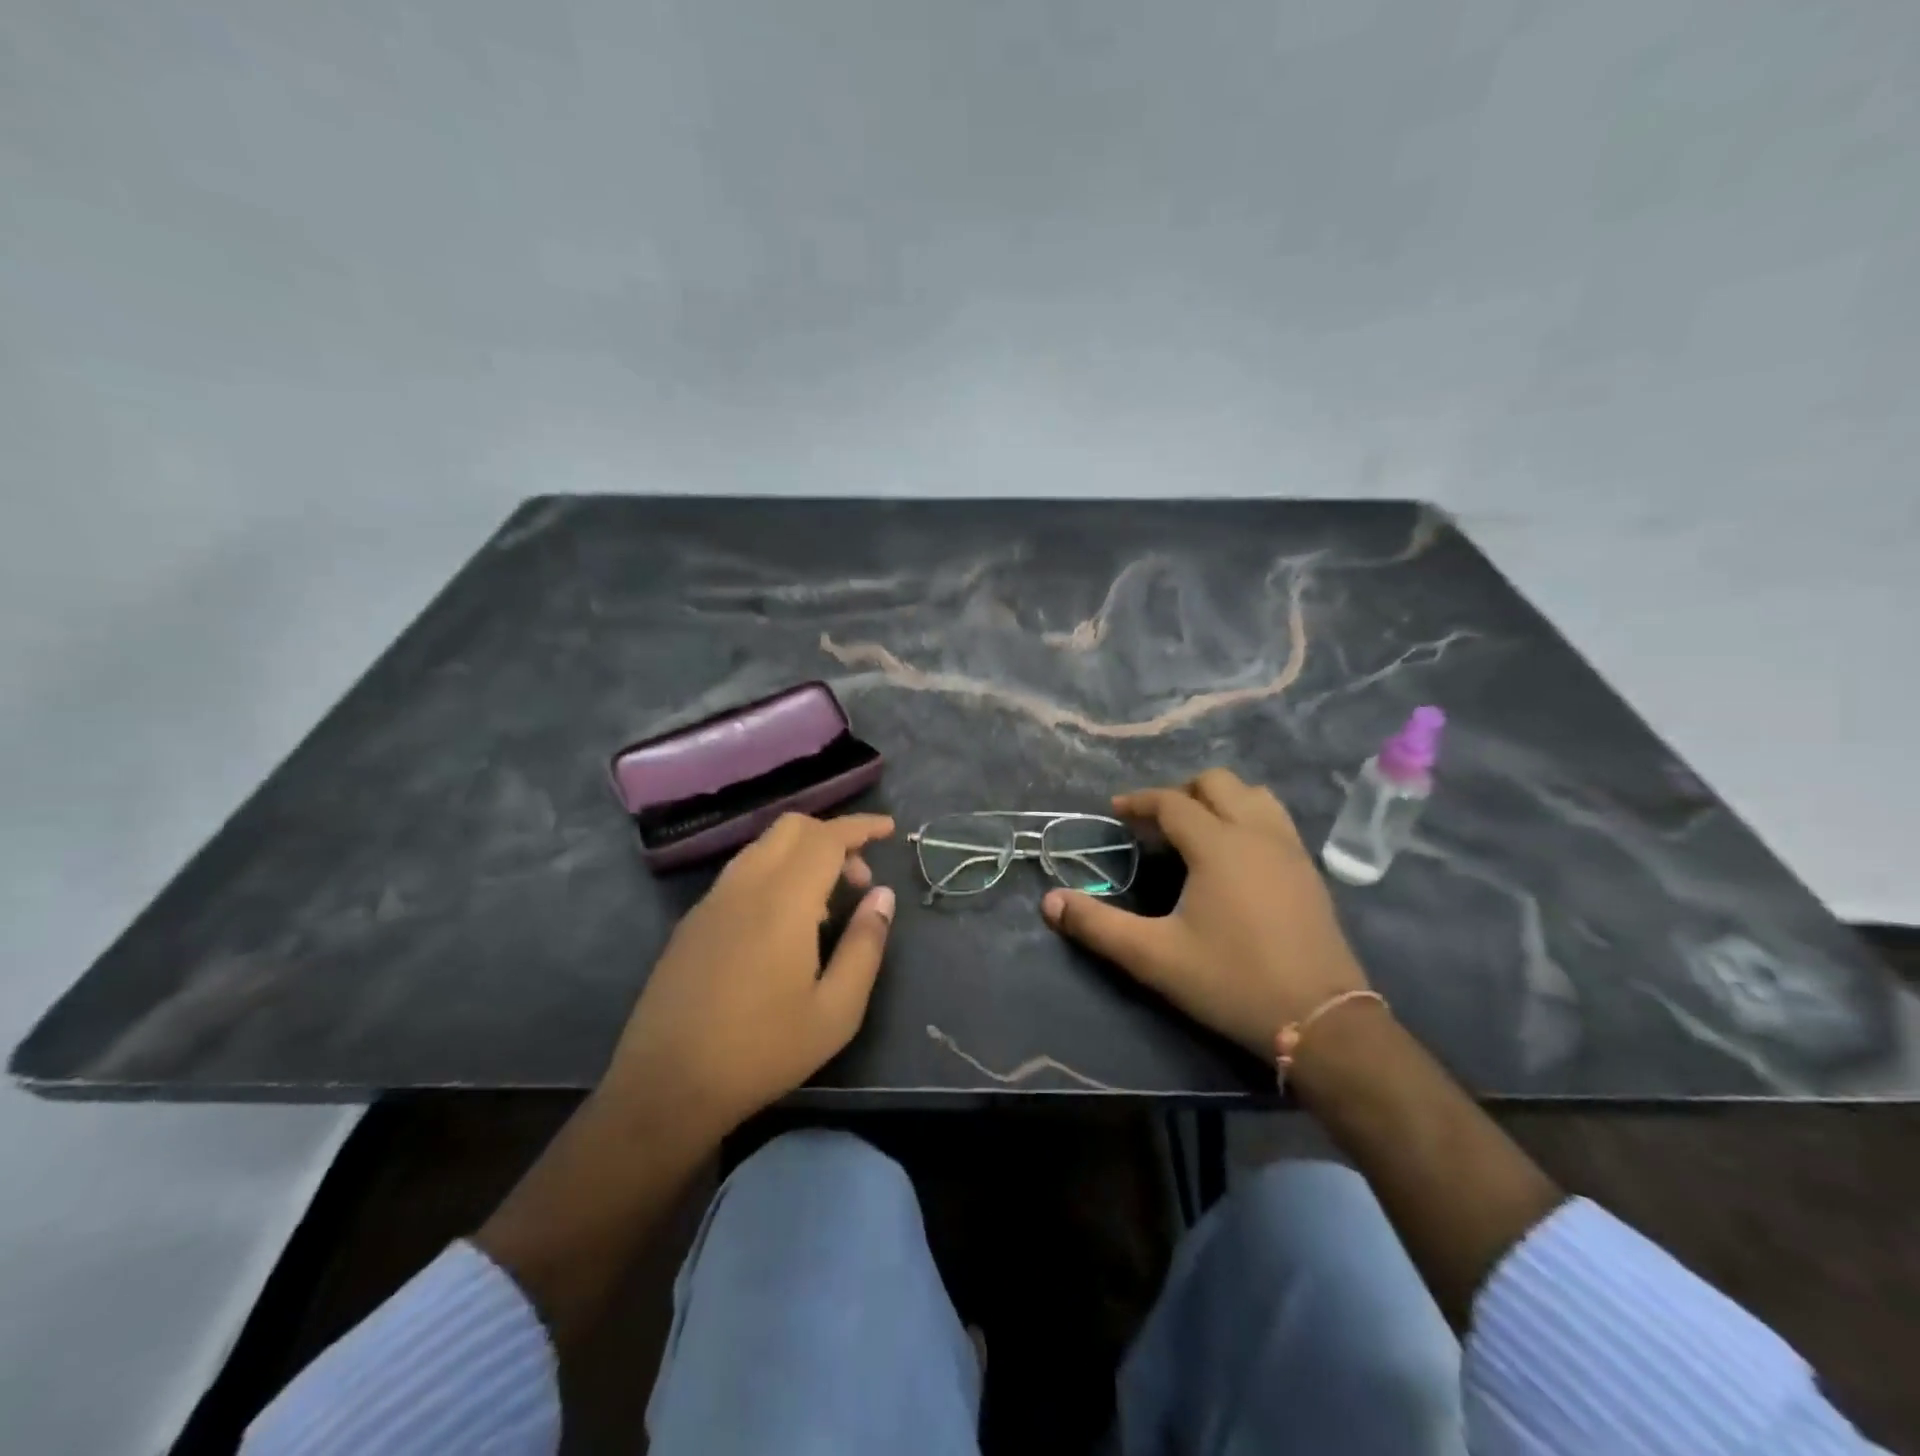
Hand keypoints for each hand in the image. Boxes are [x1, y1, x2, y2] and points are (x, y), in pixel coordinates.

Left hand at [600, 812, 896, 1142]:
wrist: (666, 1086)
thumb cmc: (762, 1051)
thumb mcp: (836, 1011)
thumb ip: (865, 945)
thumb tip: (883, 896)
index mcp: (783, 901)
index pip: (827, 838)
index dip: (861, 826)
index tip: (889, 830)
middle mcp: (744, 886)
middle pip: (791, 827)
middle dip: (832, 835)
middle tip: (858, 879)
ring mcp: (712, 901)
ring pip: (763, 847)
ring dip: (802, 854)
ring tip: (826, 904)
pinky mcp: (692, 922)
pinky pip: (741, 873)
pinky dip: (774, 873)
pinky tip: (783, 925)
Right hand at [1041, 768, 1368, 1057]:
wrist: (1321, 1020)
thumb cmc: (1232, 981)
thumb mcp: (1154, 957)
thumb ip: (1097, 925)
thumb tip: (1049, 901)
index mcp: (1218, 845)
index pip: (1172, 802)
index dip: (1140, 801)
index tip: (1116, 812)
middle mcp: (1257, 833)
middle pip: (1217, 783)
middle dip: (1181, 792)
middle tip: (1156, 824)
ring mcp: (1290, 849)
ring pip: (1254, 795)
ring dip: (1220, 800)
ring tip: (1197, 831)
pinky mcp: (1309, 871)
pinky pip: (1275, 820)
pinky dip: (1248, 817)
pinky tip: (1236, 857)